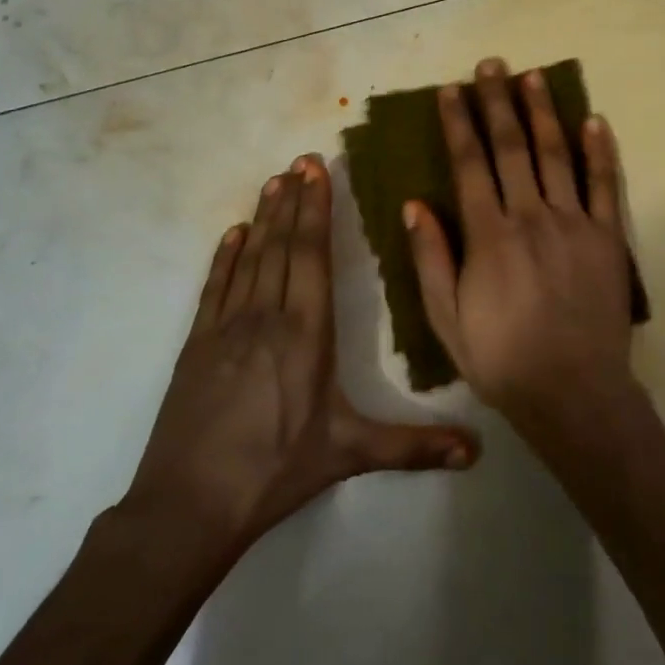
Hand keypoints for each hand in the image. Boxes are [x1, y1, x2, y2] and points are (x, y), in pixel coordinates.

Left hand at [121, 154, 478, 551]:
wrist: (188, 505)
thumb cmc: (275, 471)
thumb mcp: (348, 454)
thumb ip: (412, 447)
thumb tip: (476, 453)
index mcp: (306, 334)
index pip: (311, 256)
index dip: (316, 210)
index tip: (317, 172)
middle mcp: (266, 317)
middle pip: (282, 246)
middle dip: (293, 200)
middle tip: (300, 159)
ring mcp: (226, 328)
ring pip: (249, 258)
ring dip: (263, 217)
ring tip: (273, 181)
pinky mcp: (197, 345)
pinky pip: (215, 287)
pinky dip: (225, 256)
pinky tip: (233, 233)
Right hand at [405, 59, 639, 430]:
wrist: (573, 393)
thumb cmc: (502, 360)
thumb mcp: (446, 319)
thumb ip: (431, 258)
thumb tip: (414, 204)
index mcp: (488, 236)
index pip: (469, 165)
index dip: (458, 124)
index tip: (450, 91)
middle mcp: (530, 217)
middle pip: (511, 147)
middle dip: (497, 103)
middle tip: (490, 65)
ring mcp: (574, 224)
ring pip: (556, 155)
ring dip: (542, 112)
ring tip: (532, 76)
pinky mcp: (608, 238)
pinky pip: (605, 186)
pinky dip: (600, 152)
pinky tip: (593, 121)